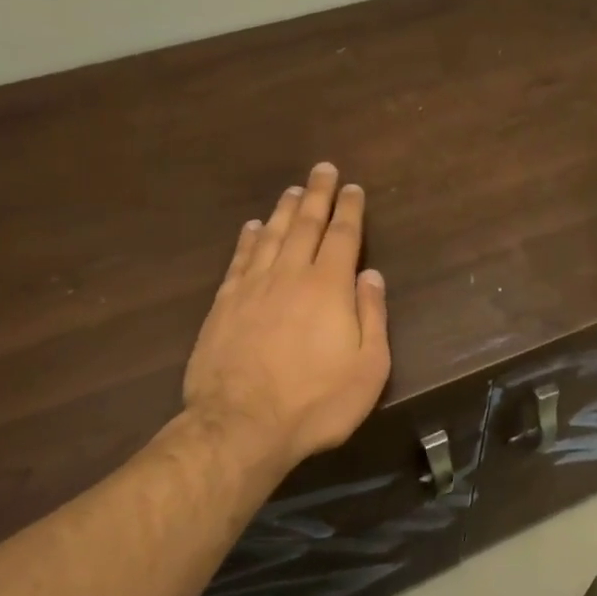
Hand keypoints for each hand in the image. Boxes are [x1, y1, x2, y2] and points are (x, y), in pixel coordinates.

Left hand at [183, 163, 391, 474]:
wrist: (241, 426)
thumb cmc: (316, 402)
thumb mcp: (368, 368)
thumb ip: (372, 316)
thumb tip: (372, 275)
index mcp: (329, 287)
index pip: (343, 236)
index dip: (350, 209)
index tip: (353, 187)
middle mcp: (290, 275)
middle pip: (305, 225)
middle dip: (317, 195)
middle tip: (323, 169)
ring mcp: (252, 288)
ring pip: (270, 236)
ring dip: (284, 210)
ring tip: (294, 190)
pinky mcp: (224, 305)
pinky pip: (239, 260)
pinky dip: (248, 239)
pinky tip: (252, 227)